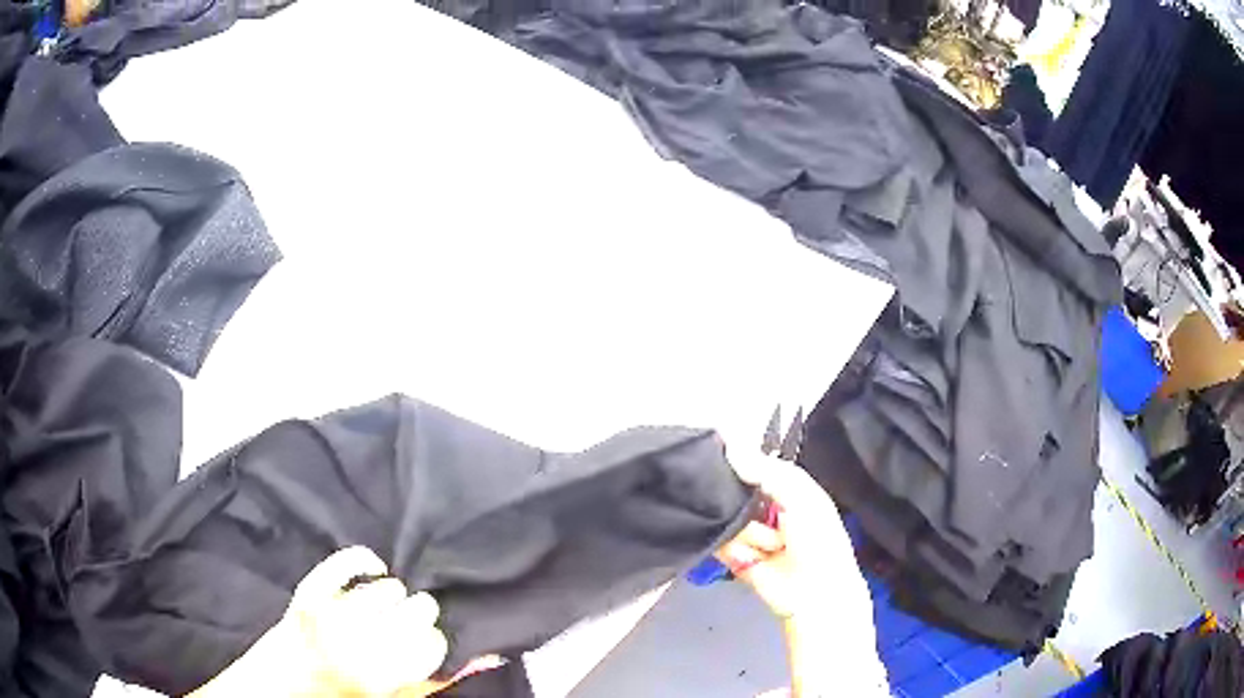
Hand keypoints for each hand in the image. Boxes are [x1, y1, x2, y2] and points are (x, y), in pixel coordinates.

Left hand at [191, 547, 500, 697]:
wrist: (279, 686)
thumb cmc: (339, 694)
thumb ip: (432, 680)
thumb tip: (481, 658)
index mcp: (382, 679)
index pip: (433, 645)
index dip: (436, 642)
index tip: (429, 643)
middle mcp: (358, 646)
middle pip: (415, 613)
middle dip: (420, 617)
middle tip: (411, 624)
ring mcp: (329, 615)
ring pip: (387, 591)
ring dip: (395, 599)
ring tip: (386, 610)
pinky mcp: (307, 592)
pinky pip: (344, 562)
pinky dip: (363, 561)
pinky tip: (374, 569)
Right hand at [716, 448, 866, 620]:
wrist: (814, 592)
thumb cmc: (818, 539)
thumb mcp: (801, 496)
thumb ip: (767, 470)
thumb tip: (731, 448)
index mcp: (789, 489)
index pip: (757, 466)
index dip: (741, 461)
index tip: (722, 453)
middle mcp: (768, 508)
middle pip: (736, 491)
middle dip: (739, 499)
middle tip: (759, 511)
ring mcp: (750, 533)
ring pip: (728, 517)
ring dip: (749, 533)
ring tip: (770, 547)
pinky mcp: (735, 556)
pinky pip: (720, 542)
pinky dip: (735, 549)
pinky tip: (753, 557)